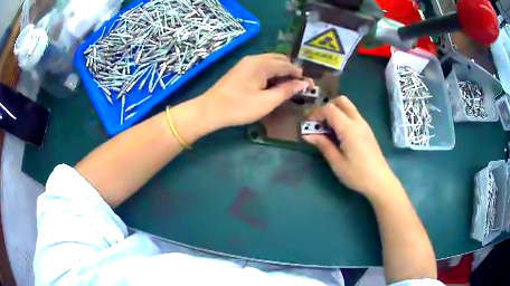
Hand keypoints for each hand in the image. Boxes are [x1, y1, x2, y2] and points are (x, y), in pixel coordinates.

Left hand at [198, 53, 311, 129]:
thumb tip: (304, 83)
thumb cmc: (239, 107)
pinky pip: (262, 66)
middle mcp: (254, 58)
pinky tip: (274, 83)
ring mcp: (246, 62)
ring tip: (289, 85)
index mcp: (262, 63)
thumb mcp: (267, 101)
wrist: (210, 110)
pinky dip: (272, 72)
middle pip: (279, 60)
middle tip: (299, 85)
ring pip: (270, 62)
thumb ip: (287, 91)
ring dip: (282, 71)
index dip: (299, 74)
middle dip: (291, 70)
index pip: (287, 65)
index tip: (309, 84)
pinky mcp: (241, 69)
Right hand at [303, 96, 396, 198]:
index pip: (330, 109)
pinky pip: (353, 115)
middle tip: (319, 122)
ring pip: (348, 106)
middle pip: (341, 101)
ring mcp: (364, 124)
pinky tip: (339, 133)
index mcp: (349, 129)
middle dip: (327, 106)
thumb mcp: (337, 162)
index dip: (316, 113)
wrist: (379, 181)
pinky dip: (343, 116)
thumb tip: (307, 134)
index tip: (308, 124)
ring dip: (335, 111)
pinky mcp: (367, 130)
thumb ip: (323, 145)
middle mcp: (357, 121)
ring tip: (327, 128)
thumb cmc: (357, 174)